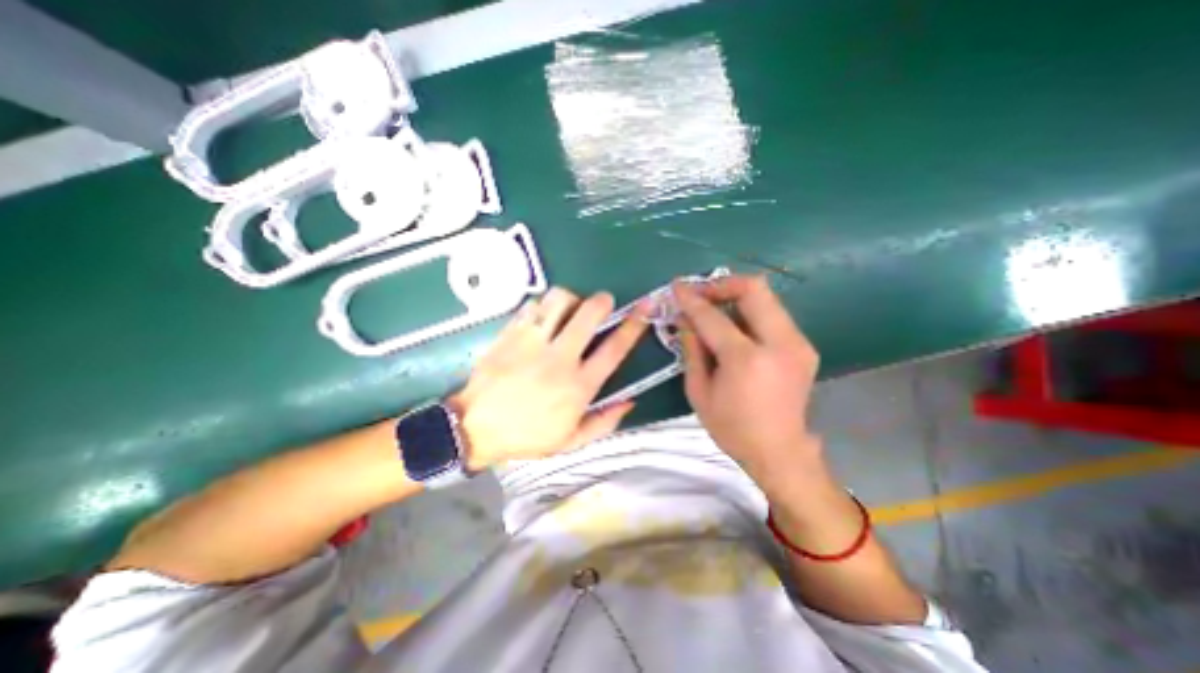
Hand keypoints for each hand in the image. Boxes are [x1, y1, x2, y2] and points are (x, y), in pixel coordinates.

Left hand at [448, 285, 646, 470]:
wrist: (473, 428)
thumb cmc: (526, 436)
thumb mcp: (571, 441)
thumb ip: (605, 422)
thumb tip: (630, 401)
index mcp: (579, 386)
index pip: (615, 348)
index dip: (634, 325)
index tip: (644, 308)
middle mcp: (560, 358)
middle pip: (589, 313)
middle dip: (602, 301)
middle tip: (603, 303)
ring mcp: (532, 342)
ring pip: (559, 300)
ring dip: (571, 299)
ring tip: (569, 310)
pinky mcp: (510, 334)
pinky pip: (532, 305)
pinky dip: (543, 305)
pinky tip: (543, 317)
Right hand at [672, 273, 825, 488]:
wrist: (779, 452)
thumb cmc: (732, 428)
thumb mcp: (698, 391)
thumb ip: (692, 349)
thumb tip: (684, 318)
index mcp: (747, 360)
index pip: (714, 317)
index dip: (692, 299)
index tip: (677, 287)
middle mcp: (779, 343)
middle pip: (753, 289)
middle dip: (722, 284)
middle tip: (701, 294)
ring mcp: (798, 343)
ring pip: (767, 297)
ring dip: (736, 296)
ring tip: (714, 309)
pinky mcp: (804, 346)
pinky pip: (773, 315)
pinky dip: (750, 312)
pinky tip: (735, 327)